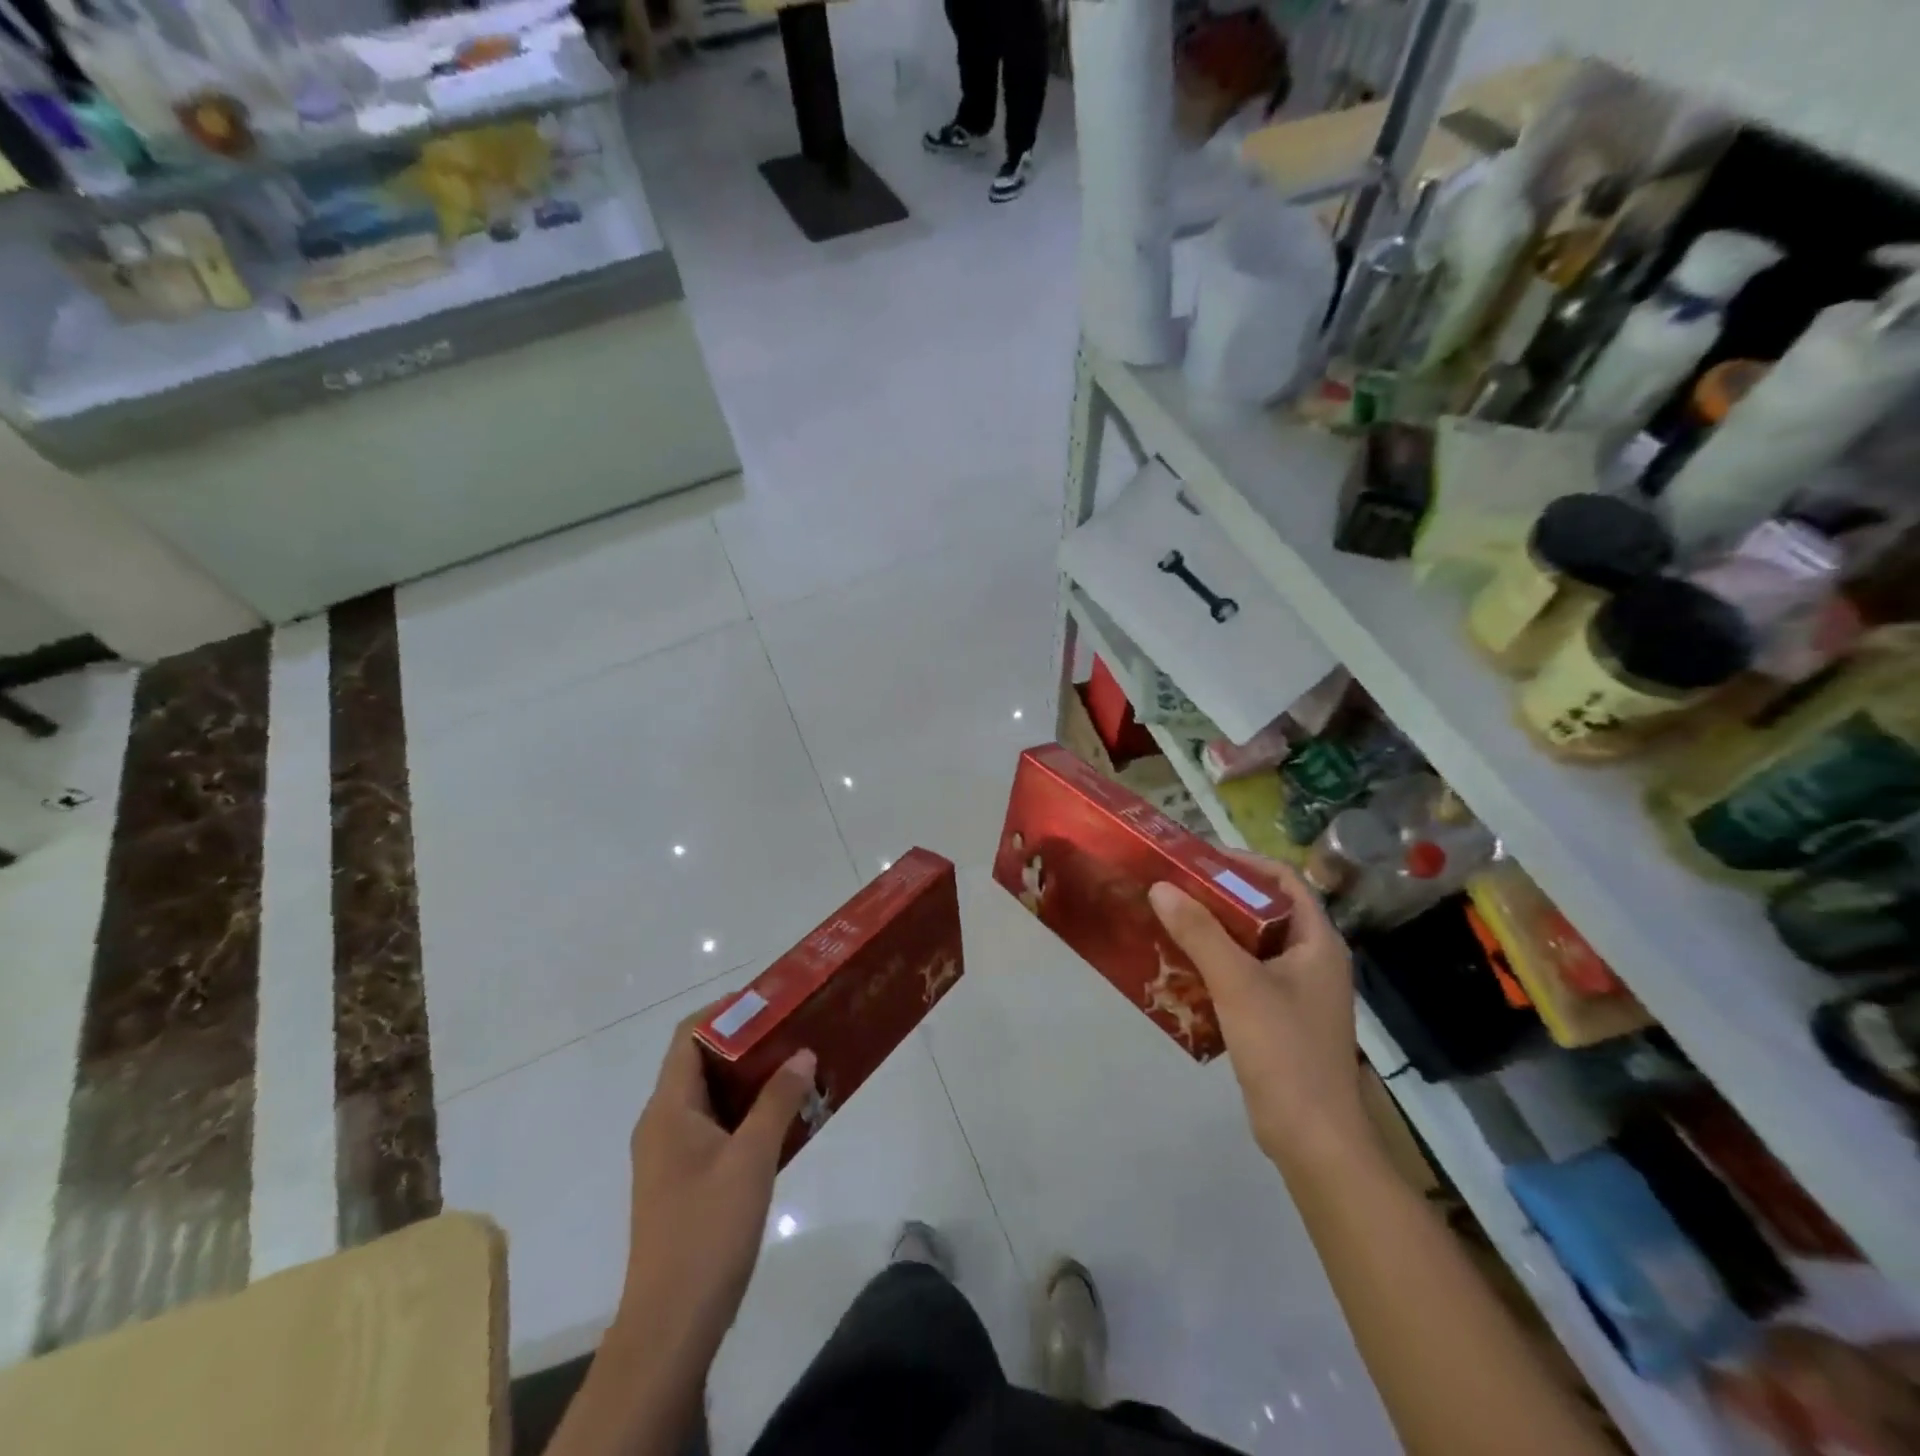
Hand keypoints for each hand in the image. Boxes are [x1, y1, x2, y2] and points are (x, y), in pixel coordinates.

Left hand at [618, 1006, 816, 1366]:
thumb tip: (803, 1053)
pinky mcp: (685, 1180)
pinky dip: (747, 1112)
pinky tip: (785, 1118)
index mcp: (669, 1109)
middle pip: (701, 1062)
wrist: (671, 1326)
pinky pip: (717, 1126)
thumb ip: (777, 1101)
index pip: (689, 1036)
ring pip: (712, 1096)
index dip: (725, 1010)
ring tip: (797, 1066)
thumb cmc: (708, 1231)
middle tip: (794, 1030)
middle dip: (747, 1042)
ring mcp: (672, 1154)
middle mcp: (663, 1123)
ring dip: (751, 1079)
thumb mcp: (751, 1159)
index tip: (771, 1000)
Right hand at [1149, 857, 1368, 1172]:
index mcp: (1318, 942)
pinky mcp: (1279, 1017)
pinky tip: (1181, 968)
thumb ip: (1200, 933)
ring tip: (1168, 921)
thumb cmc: (1285, 1050)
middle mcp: (1312, 959)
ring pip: (1251, 944)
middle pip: (1264, 910)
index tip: (1196, 860)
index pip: (1284, 881)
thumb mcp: (1238, 984)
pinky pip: (1244, 975)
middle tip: (1172, 888)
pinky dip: (1215, 964)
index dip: (1243, 863)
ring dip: (1213, 931)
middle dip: (1219, 896)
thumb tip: (1161, 887)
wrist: (1313, 1138)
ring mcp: (1297, 991)